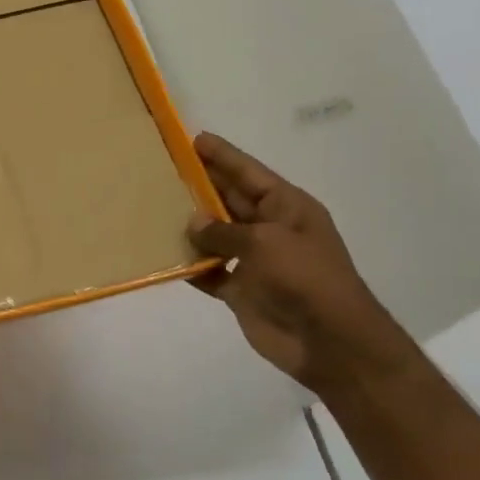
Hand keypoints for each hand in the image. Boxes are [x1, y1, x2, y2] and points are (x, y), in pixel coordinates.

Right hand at [187, 132, 418, 397]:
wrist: (326, 340)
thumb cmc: (304, 278)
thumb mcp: (265, 242)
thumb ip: (224, 230)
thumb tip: (192, 222)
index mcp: (286, 207)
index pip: (249, 173)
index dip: (223, 156)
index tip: (194, 139)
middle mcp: (269, 229)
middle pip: (229, 201)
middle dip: (200, 186)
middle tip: (164, 170)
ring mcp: (255, 261)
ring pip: (215, 236)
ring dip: (189, 227)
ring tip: (153, 210)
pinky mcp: (241, 290)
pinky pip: (209, 272)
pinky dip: (190, 266)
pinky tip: (163, 257)